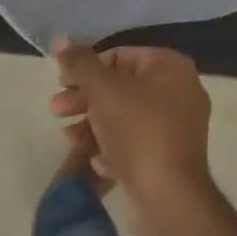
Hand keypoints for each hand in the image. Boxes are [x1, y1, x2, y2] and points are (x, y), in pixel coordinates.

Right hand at [49, 39, 212, 202]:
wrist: (169, 196)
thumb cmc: (136, 130)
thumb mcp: (101, 89)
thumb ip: (79, 62)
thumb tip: (60, 39)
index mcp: (170, 67)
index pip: (119, 55)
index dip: (85, 67)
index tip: (61, 82)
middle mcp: (181, 91)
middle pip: (121, 86)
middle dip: (84, 98)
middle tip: (56, 109)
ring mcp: (179, 126)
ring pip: (125, 116)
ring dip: (92, 124)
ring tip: (67, 139)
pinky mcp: (172, 157)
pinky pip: (136, 142)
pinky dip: (112, 147)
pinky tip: (95, 161)